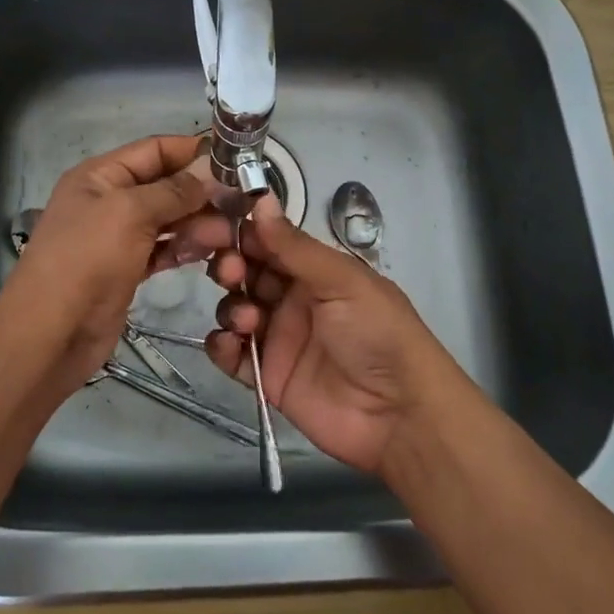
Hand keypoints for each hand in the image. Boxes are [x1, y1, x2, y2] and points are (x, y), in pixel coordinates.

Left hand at [0, 134, 231, 389]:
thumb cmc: (85, 261)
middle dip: (201, 193)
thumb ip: (174, 190)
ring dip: (198, 223)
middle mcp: (109, 201)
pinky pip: (164, 249)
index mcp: (101, 176)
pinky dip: (185, 248)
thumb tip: (212, 172)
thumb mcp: (129, 213)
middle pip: (165, 185)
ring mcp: (118, 237)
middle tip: (240, 206)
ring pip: (168, 219)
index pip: (155, 149)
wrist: (51, 334)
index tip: (236, 160)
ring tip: (228, 236)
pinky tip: (209, 253)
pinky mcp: (128, 270)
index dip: (193, 151)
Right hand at [205, 194, 464, 474]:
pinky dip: (222, 346)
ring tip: (249, 320)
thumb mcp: (342, 280)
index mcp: (315, 271)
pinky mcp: (267, 376)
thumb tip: (261, 200)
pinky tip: (229, 344)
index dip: (242, 232)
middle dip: (231, 266)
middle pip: (247, 274)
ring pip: (236, 310)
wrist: (398, 414)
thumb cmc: (377, 332)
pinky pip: (234, 355)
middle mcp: (294, 299)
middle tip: (230, 272)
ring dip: (232, 306)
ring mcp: (279, 338)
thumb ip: (295, 246)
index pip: (269, 243)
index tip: (215, 225)